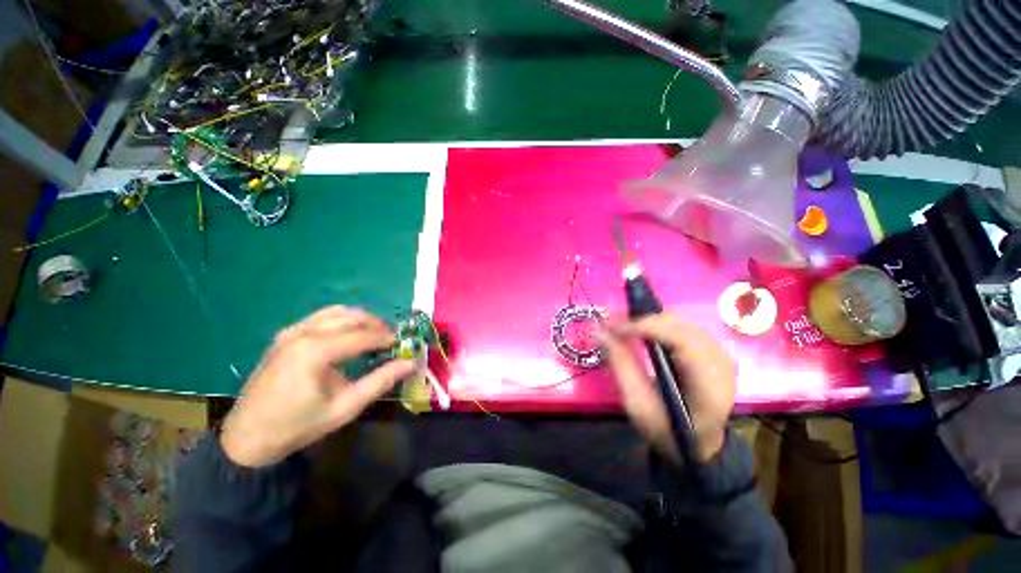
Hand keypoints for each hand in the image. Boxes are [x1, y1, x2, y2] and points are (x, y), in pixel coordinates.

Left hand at [220, 306, 416, 467]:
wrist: (248, 437)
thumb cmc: (299, 425)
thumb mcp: (346, 407)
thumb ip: (381, 381)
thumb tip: (411, 363)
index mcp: (316, 351)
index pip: (363, 335)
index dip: (387, 338)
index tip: (403, 344)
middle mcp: (303, 333)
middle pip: (352, 317)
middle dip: (376, 325)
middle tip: (390, 340)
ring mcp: (291, 331)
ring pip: (337, 312)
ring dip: (360, 320)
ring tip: (372, 335)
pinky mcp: (285, 335)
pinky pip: (320, 317)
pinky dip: (341, 320)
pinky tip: (347, 335)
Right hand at [603, 314, 735, 462]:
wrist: (698, 444)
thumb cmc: (667, 430)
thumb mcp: (638, 404)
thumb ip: (621, 366)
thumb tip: (601, 333)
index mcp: (708, 383)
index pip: (680, 340)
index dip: (645, 327)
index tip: (613, 328)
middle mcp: (720, 362)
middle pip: (679, 326)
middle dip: (642, 321)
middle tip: (612, 327)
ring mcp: (720, 355)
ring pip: (680, 322)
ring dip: (648, 322)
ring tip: (624, 330)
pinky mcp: (713, 351)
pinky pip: (682, 327)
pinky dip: (658, 326)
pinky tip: (643, 333)